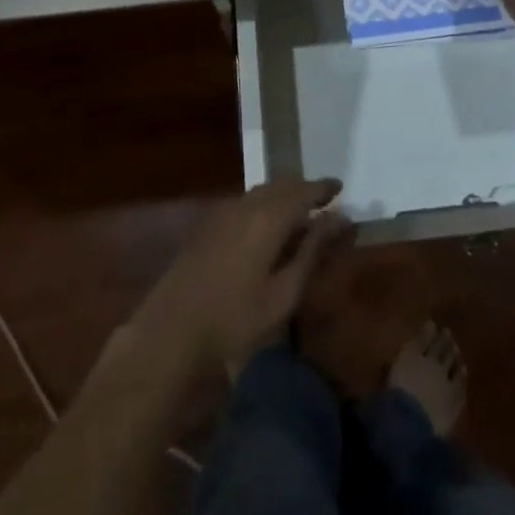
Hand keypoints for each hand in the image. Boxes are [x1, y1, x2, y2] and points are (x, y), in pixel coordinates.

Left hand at [131, 179, 350, 372]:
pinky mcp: (209, 224)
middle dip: (304, 189)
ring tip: (300, 213)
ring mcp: (224, 211)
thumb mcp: (284, 293)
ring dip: (284, 195)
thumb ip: (312, 251)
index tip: (341, 189)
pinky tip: (268, 226)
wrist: (173, 329)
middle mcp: (247, 204)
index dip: (324, 188)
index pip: (304, 191)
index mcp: (268, 217)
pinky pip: (246, 201)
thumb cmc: (235, 319)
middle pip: (282, 185)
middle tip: (325, 201)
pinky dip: (265, 204)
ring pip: (262, 191)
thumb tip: (340, 219)